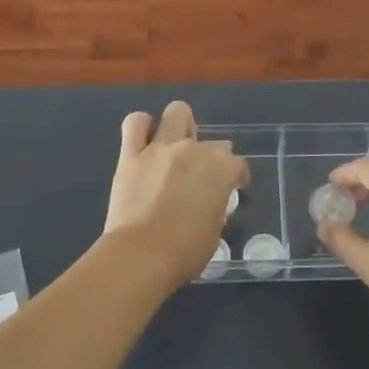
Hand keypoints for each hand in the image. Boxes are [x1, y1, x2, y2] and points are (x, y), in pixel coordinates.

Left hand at [104, 102, 248, 287]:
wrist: (141, 255)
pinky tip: (144, 141)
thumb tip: (209, 203)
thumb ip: (216, 207)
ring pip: (177, 113)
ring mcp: (161, 148)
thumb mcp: (215, 231)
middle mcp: (194, 150)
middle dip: (210, 157)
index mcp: (221, 170)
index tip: (232, 190)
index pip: (238, 165)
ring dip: (180, 126)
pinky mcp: (131, 154)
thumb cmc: (185, 252)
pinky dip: (142, 127)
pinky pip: (135, 124)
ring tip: (175, 146)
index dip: (236, 178)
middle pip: (212, 141)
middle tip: (199, 176)